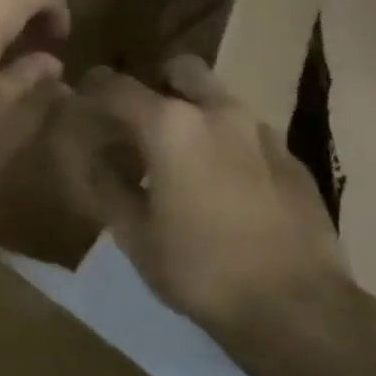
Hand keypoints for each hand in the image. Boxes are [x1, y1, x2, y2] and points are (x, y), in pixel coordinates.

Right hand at [55, 56, 349, 336]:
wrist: (295, 305)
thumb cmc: (199, 270)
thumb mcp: (135, 235)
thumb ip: (109, 186)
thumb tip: (96, 159)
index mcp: (171, 127)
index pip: (117, 87)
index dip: (92, 91)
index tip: (81, 101)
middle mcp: (218, 113)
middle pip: (180, 70)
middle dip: (155, 84)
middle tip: (139, 122)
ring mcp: (261, 132)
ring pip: (219, 98)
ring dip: (194, 112)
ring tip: (180, 157)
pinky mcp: (291, 157)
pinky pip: (248, 132)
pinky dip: (226, 143)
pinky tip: (223, 185)